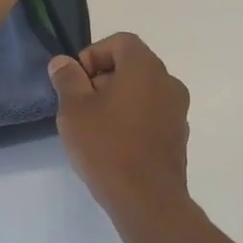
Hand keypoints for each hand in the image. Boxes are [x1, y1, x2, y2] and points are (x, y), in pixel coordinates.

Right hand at [48, 33, 192, 239]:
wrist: (147, 200)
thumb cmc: (107, 146)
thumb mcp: (74, 109)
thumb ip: (67, 79)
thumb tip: (64, 63)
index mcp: (145, 67)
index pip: (120, 42)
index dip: (93, 55)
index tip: (76, 82)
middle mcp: (168, 82)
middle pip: (132, 66)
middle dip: (103, 79)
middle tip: (80, 106)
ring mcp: (178, 111)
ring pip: (142, 92)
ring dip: (118, 101)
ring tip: (95, 129)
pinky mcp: (179, 137)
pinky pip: (152, 115)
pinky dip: (133, 120)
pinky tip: (115, 146)